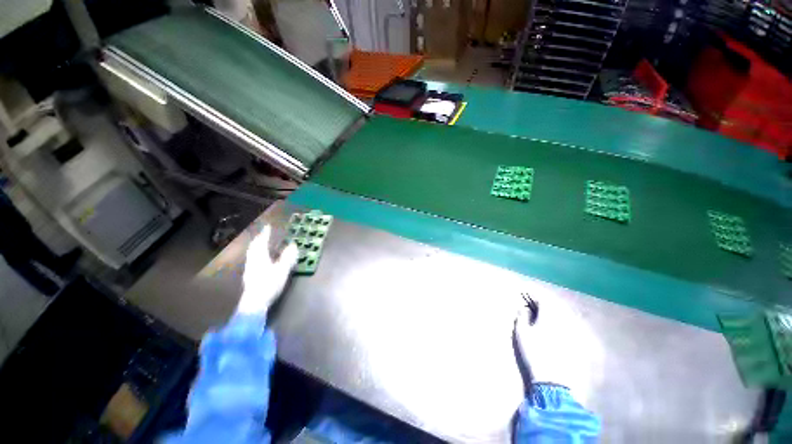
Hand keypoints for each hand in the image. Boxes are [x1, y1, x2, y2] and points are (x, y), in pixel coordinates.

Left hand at [236, 225, 298, 316]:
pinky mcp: (250, 276)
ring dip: (257, 247)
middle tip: (264, 234)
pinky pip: (252, 260)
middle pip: (254, 247)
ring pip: (252, 254)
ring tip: (262, 245)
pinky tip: (260, 260)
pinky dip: (256, 255)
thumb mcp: (282, 270)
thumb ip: (288, 257)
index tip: (268, 226)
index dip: (265, 234)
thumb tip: (293, 245)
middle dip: (259, 239)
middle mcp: (253, 261)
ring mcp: (249, 269)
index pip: (262, 242)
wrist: (254, 303)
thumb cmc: (269, 284)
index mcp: (260, 257)